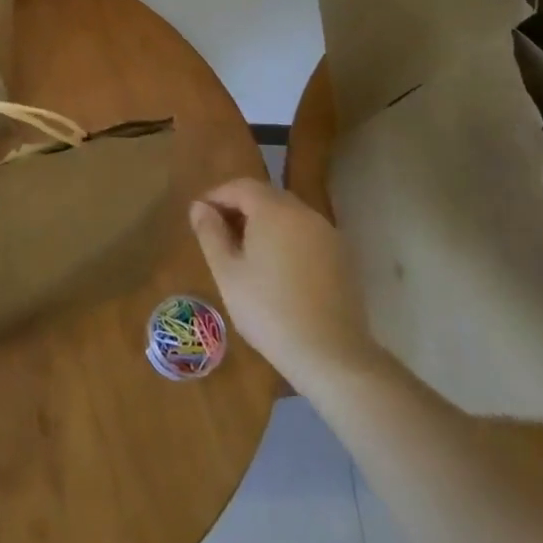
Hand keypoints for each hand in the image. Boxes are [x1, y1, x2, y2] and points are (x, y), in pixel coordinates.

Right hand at [189, 178, 384, 396]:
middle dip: (240, 207)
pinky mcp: (342, 257)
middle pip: (266, 196)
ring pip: (288, 215)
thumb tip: (199, 207)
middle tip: (219, 233)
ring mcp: (328, 234)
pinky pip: (306, 234)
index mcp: (274, 210)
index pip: (241, 186)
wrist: (331, 355)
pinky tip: (277, 268)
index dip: (217, 196)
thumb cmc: (268, 310)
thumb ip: (210, 233)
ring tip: (245, 252)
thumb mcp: (227, 272)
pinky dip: (286, 239)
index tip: (200, 216)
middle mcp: (304, 213)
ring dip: (264, 223)